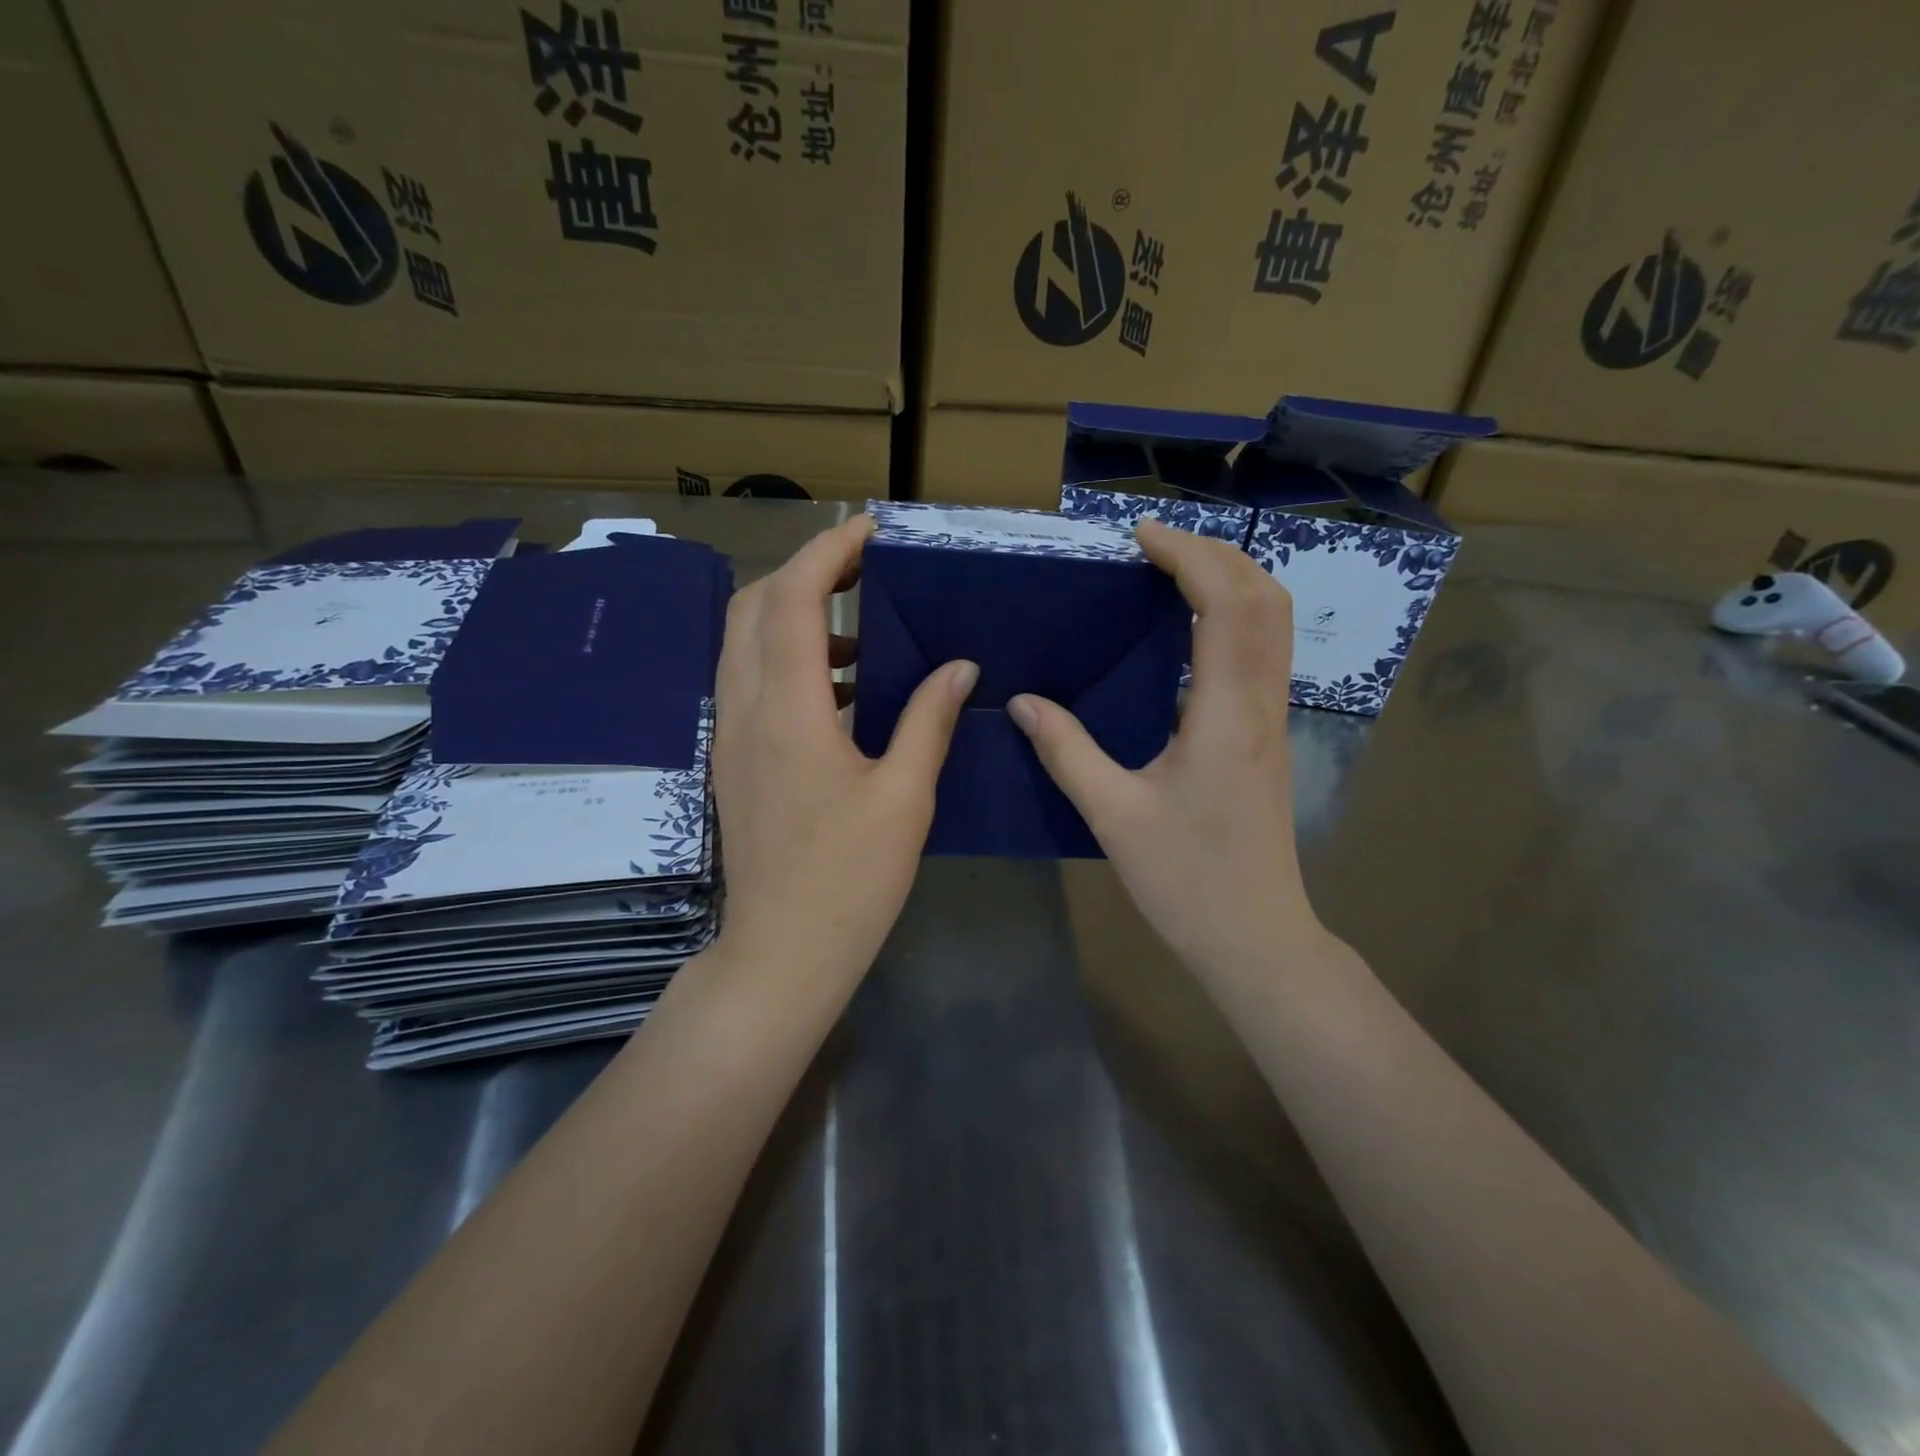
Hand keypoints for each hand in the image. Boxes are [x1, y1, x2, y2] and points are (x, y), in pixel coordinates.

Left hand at [713, 515, 977, 985]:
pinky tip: (837, 688)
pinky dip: (784, 659)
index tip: (869, 530)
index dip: (826, 552)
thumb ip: (929, 720)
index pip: (791, 599)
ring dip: (791, 616)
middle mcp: (744, 710)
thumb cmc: (851, 878)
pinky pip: (748, 681)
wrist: (782, 950)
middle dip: (803, 573)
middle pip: (753, 607)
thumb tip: (960, 667)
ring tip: (858, 629)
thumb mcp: (905, 796)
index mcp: (787, 712)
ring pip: (743, 642)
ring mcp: (730, 735)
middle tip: (862, 571)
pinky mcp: (732, 759)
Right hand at [1008, 520, 1317, 975]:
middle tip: (1153, 544)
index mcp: (1225, 714)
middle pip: (1264, 598)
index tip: (1140, 535)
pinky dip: (1236, 615)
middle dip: (1214, 554)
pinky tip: (1192, 628)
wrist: (1255, 936)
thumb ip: (1067, 751)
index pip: (1224, 605)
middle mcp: (1261, 704)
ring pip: (1273, 623)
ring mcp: (1273, 720)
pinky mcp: (1269, 737)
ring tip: (1172, 570)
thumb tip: (1022, 702)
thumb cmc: (1186, 880)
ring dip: (1231, 580)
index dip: (1188, 556)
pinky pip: (1264, 652)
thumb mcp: (1113, 815)